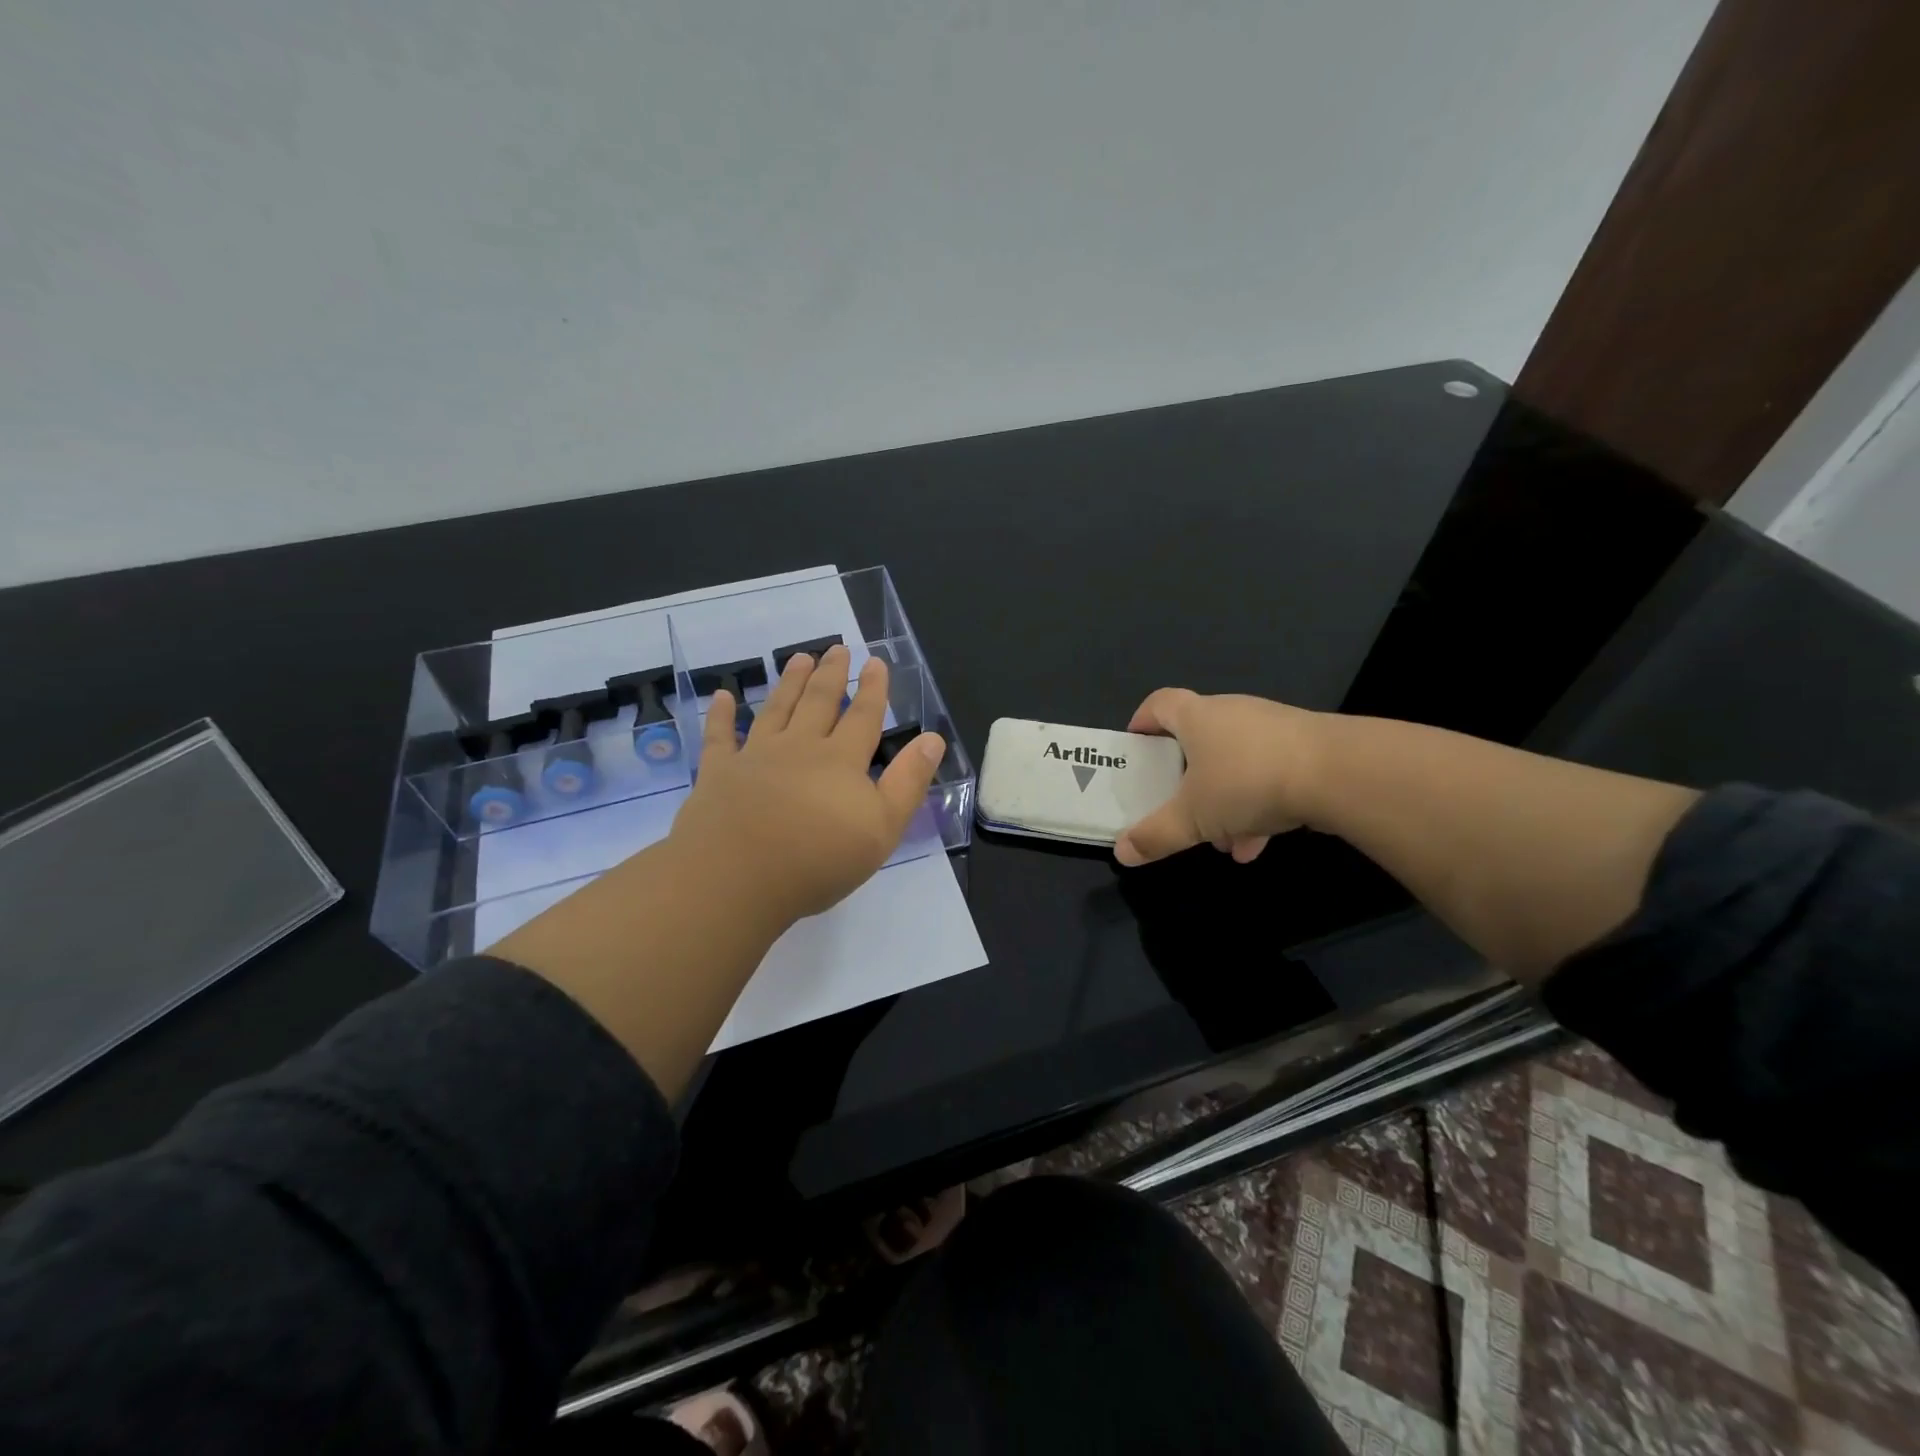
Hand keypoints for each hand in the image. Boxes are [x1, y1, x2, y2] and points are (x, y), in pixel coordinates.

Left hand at [669, 644, 945, 923]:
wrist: (737, 877)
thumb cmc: (818, 859)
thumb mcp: (883, 827)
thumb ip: (908, 781)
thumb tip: (933, 739)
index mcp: (841, 760)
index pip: (863, 716)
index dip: (873, 689)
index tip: (875, 662)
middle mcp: (799, 747)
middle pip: (819, 702)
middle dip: (831, 674)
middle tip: (837, 648)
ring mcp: (755, 756)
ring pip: (776, 709)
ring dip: (789, 683)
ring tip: (798, 658)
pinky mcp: (718, 772)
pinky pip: (719, 736)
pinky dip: (721, 715)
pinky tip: (722, 696)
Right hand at [1113, 688, 1328, 866]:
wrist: (1340, 773)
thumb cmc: (1247, 781)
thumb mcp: (1193, 817)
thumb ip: (1156, 835)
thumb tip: (1121, 852)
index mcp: (1197, 717)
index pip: (1159, 704)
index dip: (1142, 722)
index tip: (1136, 748)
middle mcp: (1233, 713)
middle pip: (1198, 739)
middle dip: (1186, 779)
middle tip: (1178, 806)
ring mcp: (1272, 729)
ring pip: (1234, 763)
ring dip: (1223, 801)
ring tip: (1223, 840)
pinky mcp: (1305, 748)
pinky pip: (1267, 775)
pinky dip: (1256, 806)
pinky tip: (1257, 843)